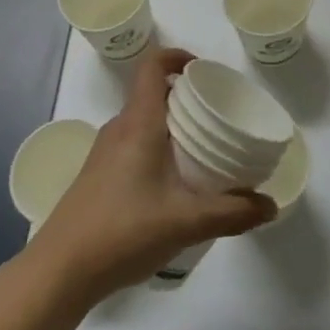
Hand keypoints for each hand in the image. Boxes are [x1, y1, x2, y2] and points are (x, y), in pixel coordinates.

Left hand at [31, 47, 275, 298]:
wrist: (59, 272)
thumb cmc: (123, 231)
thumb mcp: (186, 222)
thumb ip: (231, 212)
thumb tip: (270, 206)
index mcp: (139, 123)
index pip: (153, 67)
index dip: (177, 57)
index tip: (205, 72)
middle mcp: (119, 129)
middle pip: (153, 94)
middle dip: (185, 98)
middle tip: (217, 117)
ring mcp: (104, 153)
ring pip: (143, 122)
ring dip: (171, 126)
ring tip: (202, 150)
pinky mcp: (98, 177)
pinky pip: (133, 145)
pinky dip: (157, 148)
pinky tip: (174, 184)